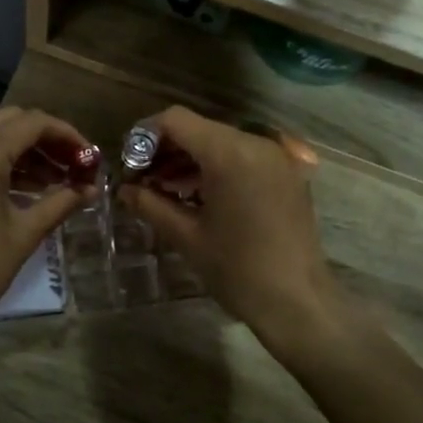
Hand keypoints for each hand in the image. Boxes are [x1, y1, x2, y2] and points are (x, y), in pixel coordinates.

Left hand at [0, 108, 95, 341]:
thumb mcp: (25, 233)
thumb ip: (60, 203)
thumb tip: (90, 189)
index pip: (33, 123)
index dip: (66, 134)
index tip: (89, 156)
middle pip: (10, 121)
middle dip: (45, 138)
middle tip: (72, 164)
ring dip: (23, 150)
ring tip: (53, 180)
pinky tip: (22, 189)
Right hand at [118, 106, 343, 354]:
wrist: (298, 302)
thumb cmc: (238, 269)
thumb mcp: (187, 236)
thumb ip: (151, 205)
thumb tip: (124, 189)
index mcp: (229, 153)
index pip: (176, 120)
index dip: (146, 135)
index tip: (130, 162)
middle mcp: (256, 143)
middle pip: (199, 128)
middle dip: (167, 149)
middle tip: (143, 180)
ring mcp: (276, 157)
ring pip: (221, 141)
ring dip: (191, 159)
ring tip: (166, 190)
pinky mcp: (287, 174)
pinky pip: (243, 156)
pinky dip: (217, 167)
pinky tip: (199, 195)